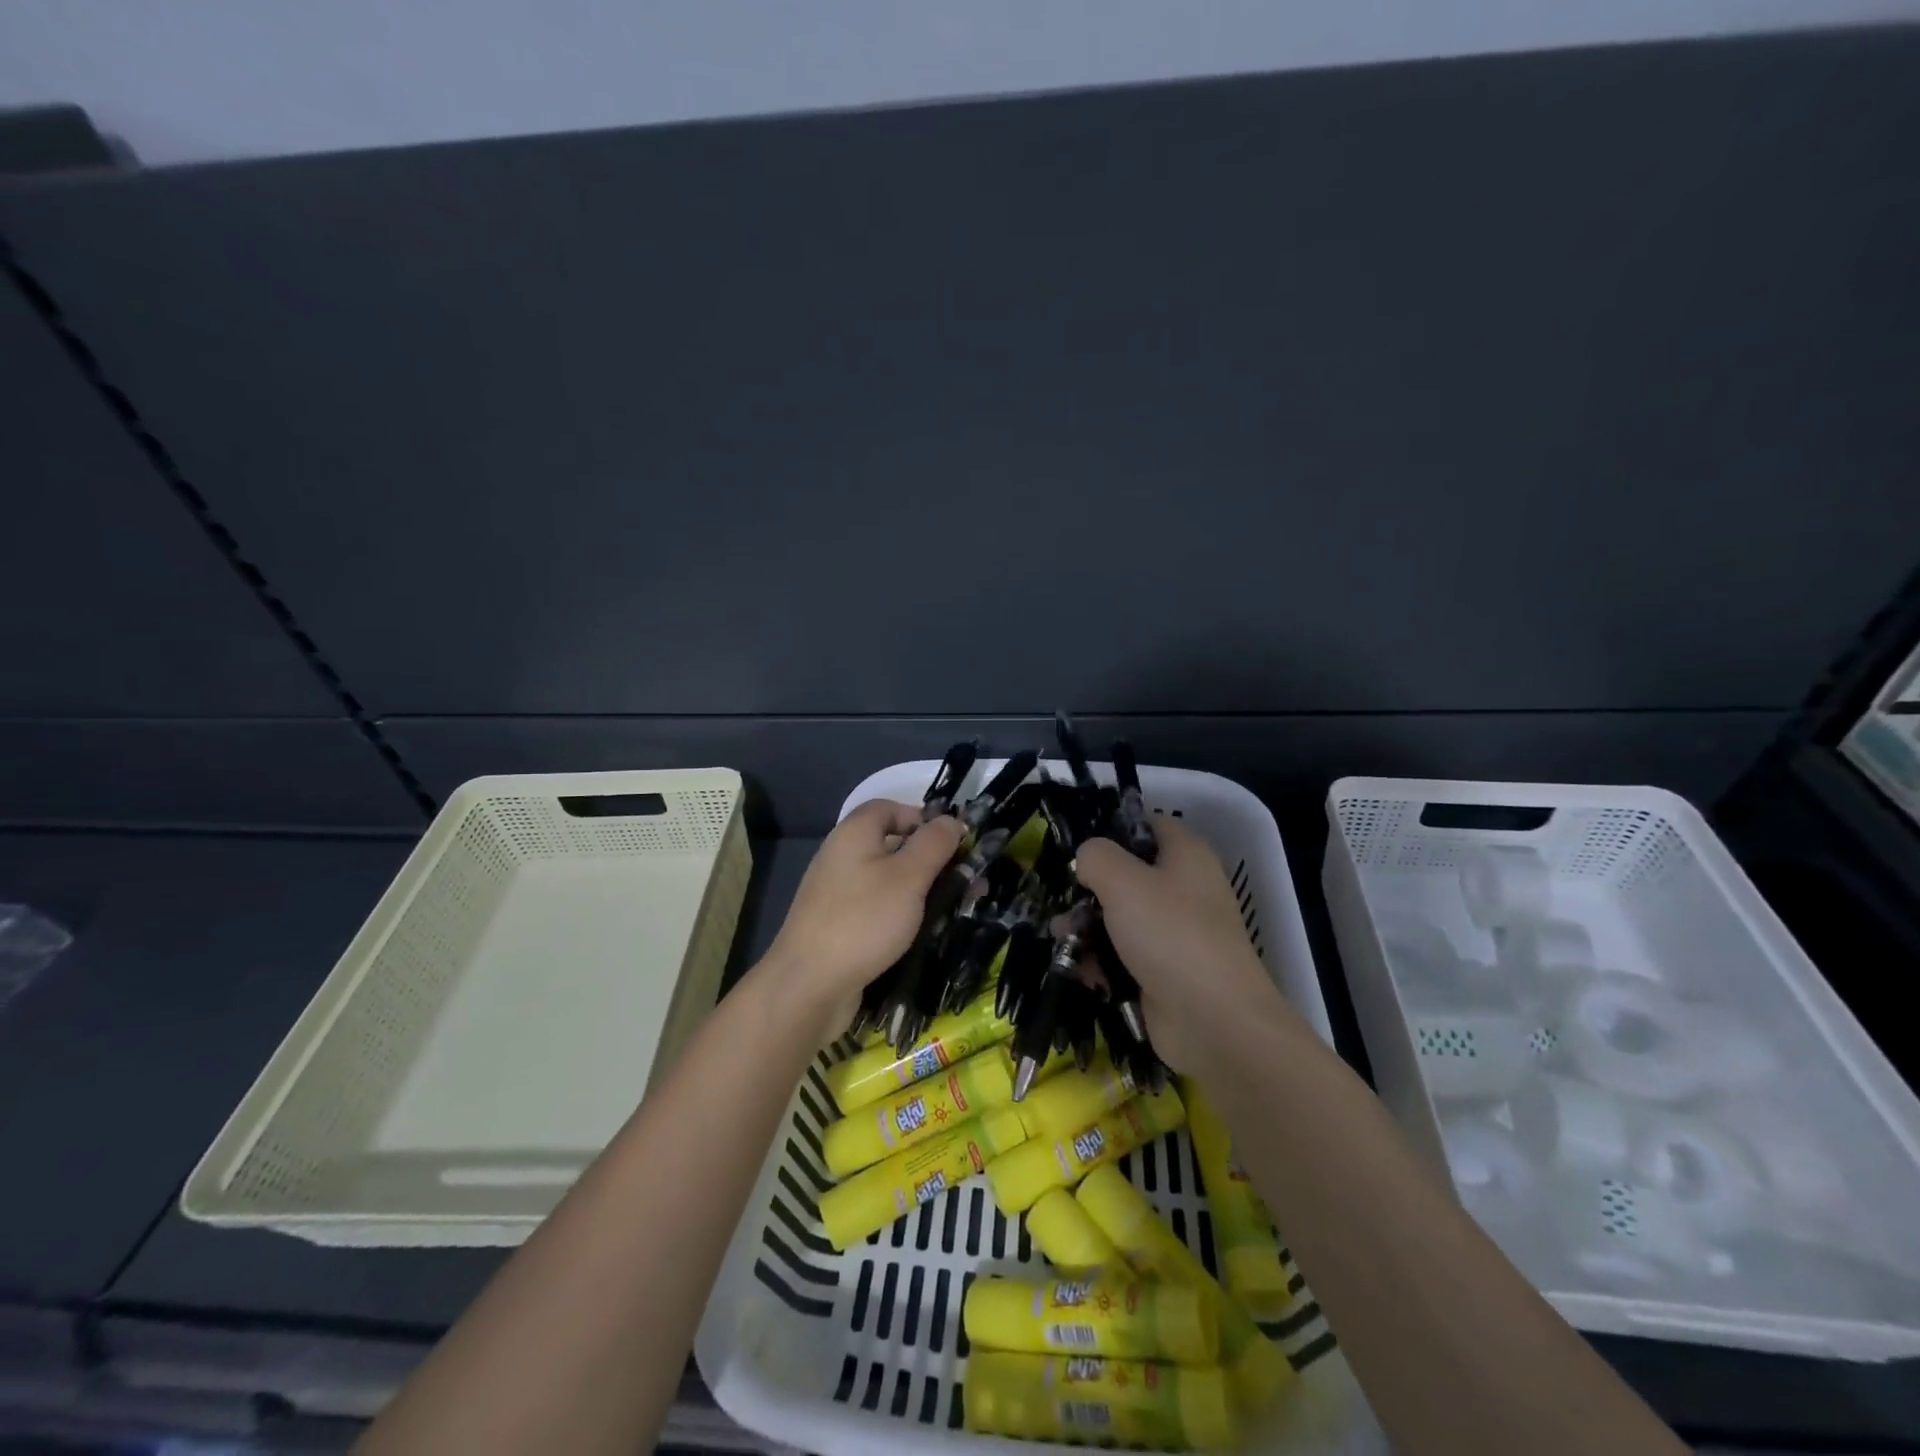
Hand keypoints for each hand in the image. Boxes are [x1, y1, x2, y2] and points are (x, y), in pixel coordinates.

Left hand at [763, 800, 965, 1041]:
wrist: (809, 985)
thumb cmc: (863, 920)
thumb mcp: (908, 876)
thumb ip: (934, 844)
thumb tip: (952, 820)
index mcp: (854, 833)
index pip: (890, 808)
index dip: (923, 818)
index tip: (954, 842)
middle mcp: (842, 856)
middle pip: (892, 844)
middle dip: (931, 858)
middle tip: (965, 879)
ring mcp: (838, 892)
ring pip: (888, 879)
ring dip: (922, 889)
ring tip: (955, 907)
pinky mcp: (840, 924)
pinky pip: (878, 907)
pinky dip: (903, 913)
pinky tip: (923, 931)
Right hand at [1073, 819, 1286, 1070]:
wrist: (1212, 1021)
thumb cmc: (1170, 934)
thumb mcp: (1123, 880)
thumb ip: (1095, 856)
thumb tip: (1087, 858)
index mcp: (1186, 855)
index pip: (1148, 825)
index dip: (1114, 829)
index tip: (1078, 845)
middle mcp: (1184, 890)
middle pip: (1127, 875)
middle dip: (1088, 888)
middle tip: (1062, 898)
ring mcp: (1174, 935)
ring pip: (1120, 918)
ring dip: (1086, 927)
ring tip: (1060, 937)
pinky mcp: (1163, 973)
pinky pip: (1122, 956)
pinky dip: (1099, 961)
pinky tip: (1076, 967)